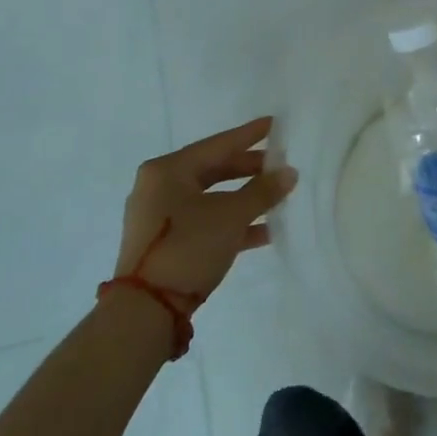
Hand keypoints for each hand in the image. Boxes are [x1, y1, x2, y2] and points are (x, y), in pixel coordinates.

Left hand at [114, 116, 295, 301]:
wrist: (146, 310)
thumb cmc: (187, 247)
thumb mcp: (231, 215)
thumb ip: (263, 191)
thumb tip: (290, 172)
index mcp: (168, 170)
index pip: (218, 144)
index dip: (249, 135)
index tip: (275, 124)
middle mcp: (160, 187)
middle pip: (214, 170)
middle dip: (250, 170)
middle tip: (281, 165)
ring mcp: (160, 217)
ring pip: (212, 198)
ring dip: (245, 199)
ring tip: (279, 198)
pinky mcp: (166, 244)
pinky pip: (206, 222)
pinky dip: (232, 223)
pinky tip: (265, 231)